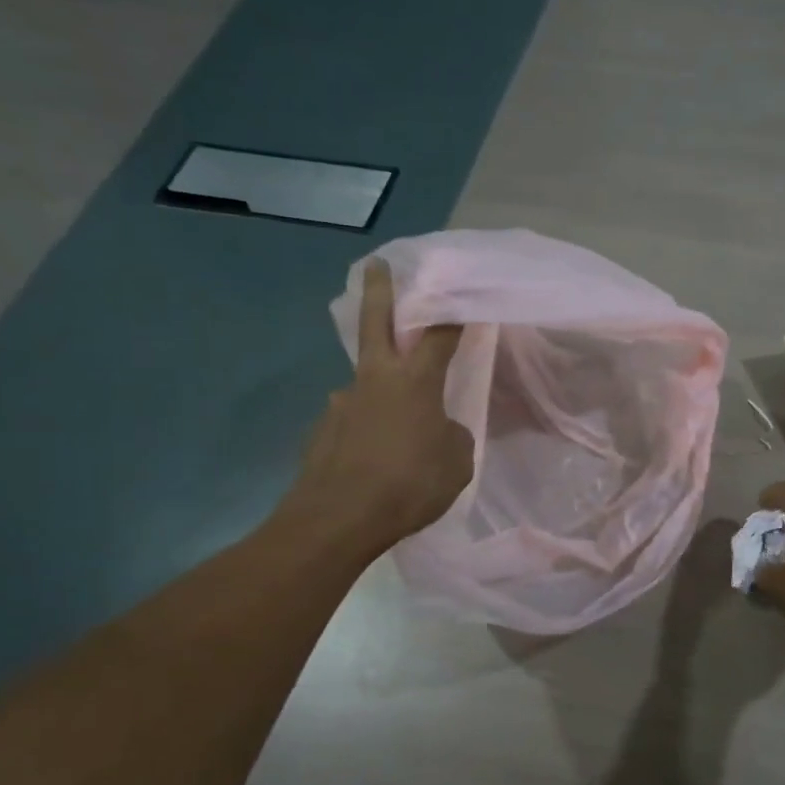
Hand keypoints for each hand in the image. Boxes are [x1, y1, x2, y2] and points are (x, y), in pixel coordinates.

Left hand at [274, 259, 472, 558]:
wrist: (339, 519)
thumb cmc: (409, 485)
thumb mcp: (456, 463)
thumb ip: (451, 436)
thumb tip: (437, 428)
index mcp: (414, 381)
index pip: (439, 334)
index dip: (453, 314)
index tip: (463, 298)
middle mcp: (374, 380)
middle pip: (374, 321)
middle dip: (379, 290)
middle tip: (377, 265)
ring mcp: (341, 402)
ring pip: (365, 384)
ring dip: (378, 392)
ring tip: (395, 432)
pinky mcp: (321, 431)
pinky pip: (352, 422)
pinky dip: (365, 431)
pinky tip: (372, 459)